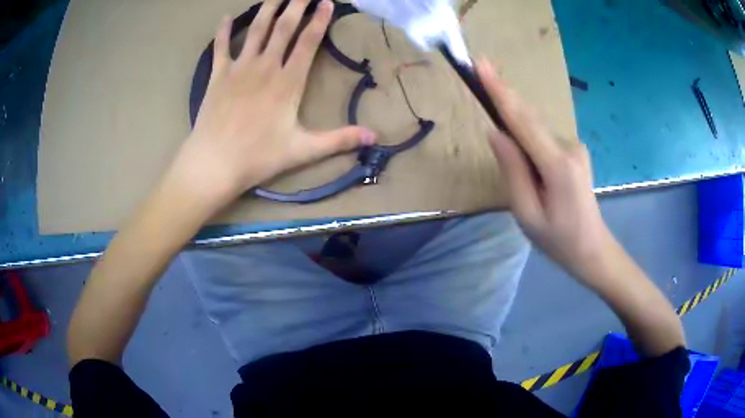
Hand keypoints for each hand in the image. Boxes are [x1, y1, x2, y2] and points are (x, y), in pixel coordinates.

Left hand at [171, 0, 376, 208]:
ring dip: (267, 9)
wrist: (214, 163)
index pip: (308, 42)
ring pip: (256, 30)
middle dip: (296, 5)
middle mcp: (264, 67)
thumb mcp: (303, 150)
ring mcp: (239, 69)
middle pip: (283, 27)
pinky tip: (225, 16)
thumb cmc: (259, 157)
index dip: (319, 20)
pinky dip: (222, 31)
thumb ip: (339, 140)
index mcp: (287, 82)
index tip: (326, 2)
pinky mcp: (218, 76)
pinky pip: (220, 47)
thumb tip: (374, 137)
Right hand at [476, 58, 614, 281]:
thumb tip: (496, 132)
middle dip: (504, 99)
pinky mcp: (575, 151)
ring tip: (519, 170)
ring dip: (517, 136)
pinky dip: (529, 144)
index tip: (482, 64)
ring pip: (535, 133)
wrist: (593, 250)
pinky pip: (543, 141)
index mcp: (557, 164)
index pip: (522, 120)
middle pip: (529, 119)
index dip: (500, 90)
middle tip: (479, 77)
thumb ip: (513, 170)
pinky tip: (531, 172)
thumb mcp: (527, 213)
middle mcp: (569, 146)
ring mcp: (575, 147)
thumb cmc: (559, 240)